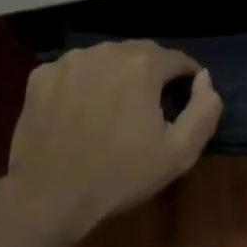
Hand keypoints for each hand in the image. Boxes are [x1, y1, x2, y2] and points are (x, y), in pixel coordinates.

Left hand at [7, 42, 222, 238]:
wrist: (49, 196)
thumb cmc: (120, 176)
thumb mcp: (179, 153)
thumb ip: (203, 111)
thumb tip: (204, 79)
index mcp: (143, 64)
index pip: (177, 59)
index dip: (186, 77)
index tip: (184, 97)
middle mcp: (107, 50)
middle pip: (140, 53)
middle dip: (151, 73)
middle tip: (149, 105)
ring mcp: (70, 60)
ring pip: (104, 59)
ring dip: (115, 75)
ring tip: (113, 107)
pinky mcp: (42, 75)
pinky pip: (72, 71)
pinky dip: (81, 83)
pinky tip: (79, 111)